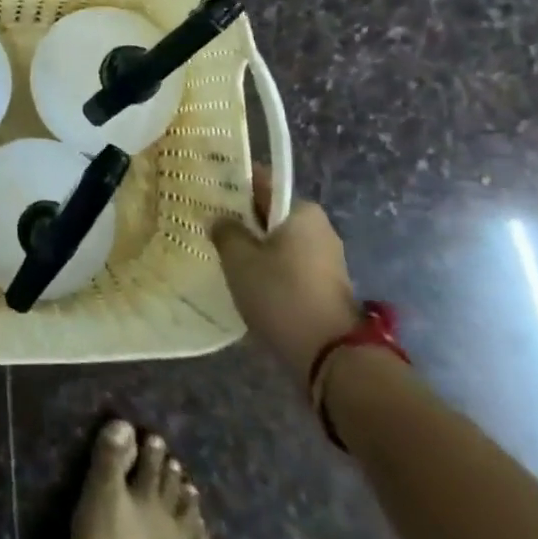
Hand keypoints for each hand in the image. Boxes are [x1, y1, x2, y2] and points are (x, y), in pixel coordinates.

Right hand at [210, 167, 360, 382]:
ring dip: (253, 245)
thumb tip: (221, 220)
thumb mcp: (239, 259)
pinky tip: (244, 279)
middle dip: (241, 217)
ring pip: (278, 240)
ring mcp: (325, 258)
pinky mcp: (325, 285)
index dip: (231, 184)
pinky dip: (267, 266)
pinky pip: (288, 263)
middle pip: (270, 211)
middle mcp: (318, 227)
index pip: (261, 181)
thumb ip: (225, 231)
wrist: (331, 357)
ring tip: (221, 253)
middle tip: (208, 224)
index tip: (206, 190)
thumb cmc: (281, 294)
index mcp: (301, 210)